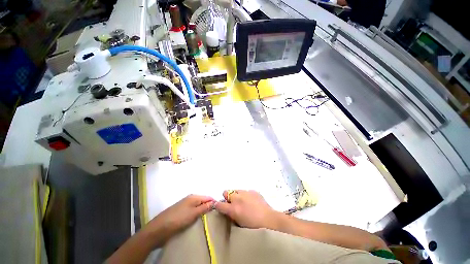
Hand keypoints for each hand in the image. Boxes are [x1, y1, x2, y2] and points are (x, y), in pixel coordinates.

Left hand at [146, 194, 214, 245]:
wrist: (158, 228)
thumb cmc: (178, 219)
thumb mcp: (193, 213)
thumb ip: (204, 207)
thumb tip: (215, 202)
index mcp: (194, 197)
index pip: (208, 197)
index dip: (214, 203)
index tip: (219, 210)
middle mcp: (190, 198)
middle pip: (203, 201)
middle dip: (209, 207)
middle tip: (214, 216)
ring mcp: (185, 205)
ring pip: (198, 206)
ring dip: (203, 212)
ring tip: (208, 219)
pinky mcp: (181, 211)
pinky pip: (193, 211)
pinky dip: (197, 214)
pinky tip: (198, 220)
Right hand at [214, 190, 278, 228]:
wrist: (269, 220)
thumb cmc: (253, 226)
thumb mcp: (239, 223)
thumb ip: (231, 215)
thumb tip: (227, 210)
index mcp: (233, 208)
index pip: (219, 204)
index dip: (217, 205)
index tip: (219, 206)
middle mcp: (237, 198)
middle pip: (226, 192)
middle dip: (227, 197)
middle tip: (232, 203)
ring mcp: (246, 192)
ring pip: (236, 190)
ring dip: (236, 195)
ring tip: (243, 201)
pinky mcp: (253, 190)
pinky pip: (246, 191)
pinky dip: (246, 195)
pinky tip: (251, 201)